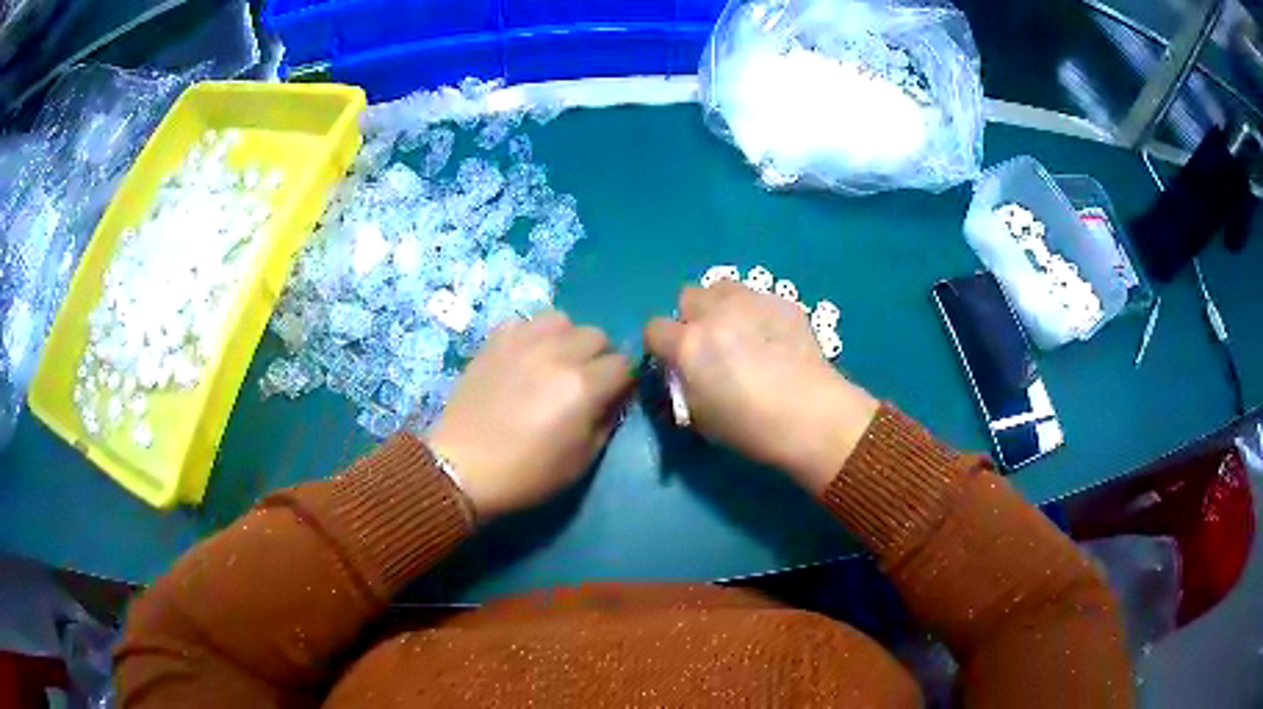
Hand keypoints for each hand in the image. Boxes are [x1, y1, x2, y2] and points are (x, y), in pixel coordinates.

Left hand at [425, 312, 632, 519]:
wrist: (463, 467)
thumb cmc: (527, 473)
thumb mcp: (582, 460)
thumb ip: (607, 421)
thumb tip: (616, 397)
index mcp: (583, 386)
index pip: (624, 365)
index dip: (622, 383)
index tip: (611, 398)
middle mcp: (557, 353)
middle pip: (597, 335)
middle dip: (598, 358)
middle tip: (583, 383)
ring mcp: (523, 341)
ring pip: (563, 320)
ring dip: (567, 339)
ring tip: (554, 363)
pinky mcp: (495, 340)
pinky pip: (526, 322)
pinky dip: (533, 335)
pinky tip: (524, 358)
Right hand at [645, 282, 878, 493]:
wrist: (813, 416)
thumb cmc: (752, 428)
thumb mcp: (701, 418)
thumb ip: (684, 386)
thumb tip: (685, 374)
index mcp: (688, 345)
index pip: (653, 329)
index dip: (661, 346)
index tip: (674, 361)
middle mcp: (715, 313)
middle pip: (687, 296)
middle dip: (691, 317)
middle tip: (709, 343)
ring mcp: (751, 301)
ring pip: (721, 287)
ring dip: (721, 306)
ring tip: (739, 331)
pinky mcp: (781, 301)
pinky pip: (757, 297)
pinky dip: (755, 312)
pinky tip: (773, 338)